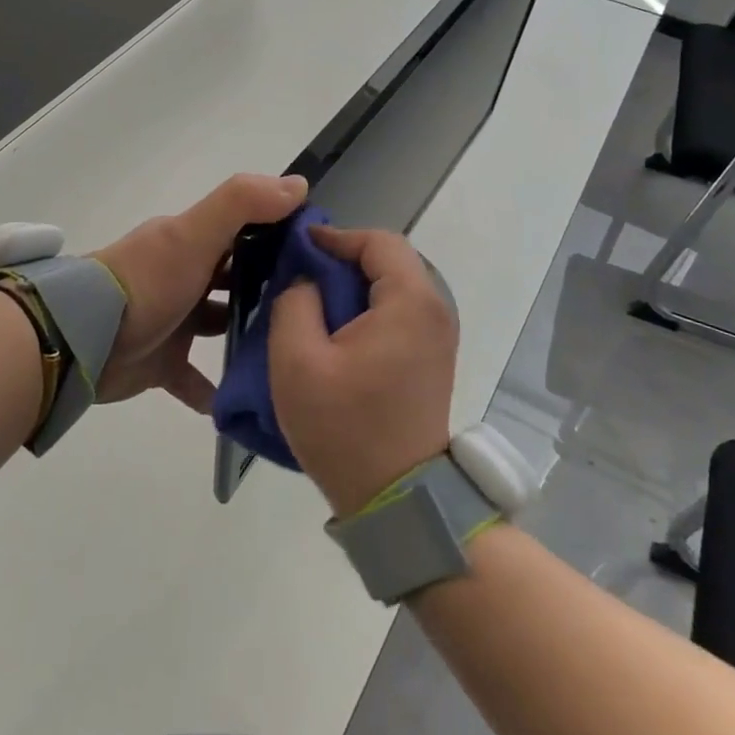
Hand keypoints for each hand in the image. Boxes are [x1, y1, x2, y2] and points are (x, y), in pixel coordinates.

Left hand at [91, 173, 307, 410]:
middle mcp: (185, 276)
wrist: (83, 340)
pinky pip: (195, 378)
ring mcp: (173, 320)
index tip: (322, 254)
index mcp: (192, 241)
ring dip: (248, 336)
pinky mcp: (162, 363)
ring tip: (292, 352)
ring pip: (219, 325)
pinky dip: (214, 390)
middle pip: (236, 278)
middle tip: (317, 310)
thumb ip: (242, 204)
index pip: (245, 229)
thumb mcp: (193, 234)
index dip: (281, 235)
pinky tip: (246, 401)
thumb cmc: (146, 282)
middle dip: (270, 289)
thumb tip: (299, 184)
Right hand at [268, 225, 457, 516]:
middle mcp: (436, 310)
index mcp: (410, 301)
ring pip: (394, 286)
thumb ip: (295, 302)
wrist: (398, 497)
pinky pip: (400, 313)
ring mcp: (439, 336)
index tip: (299, 249)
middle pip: (389, 260)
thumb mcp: (298, 361)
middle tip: (301, 276)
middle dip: (343, 260)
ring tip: (313, 303)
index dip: (336, 237)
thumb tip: (307, 279)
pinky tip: (337, 332)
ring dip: (354, 286)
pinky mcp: (432, 358)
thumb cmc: (345, 427)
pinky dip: (368, 309)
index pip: (378, 241)